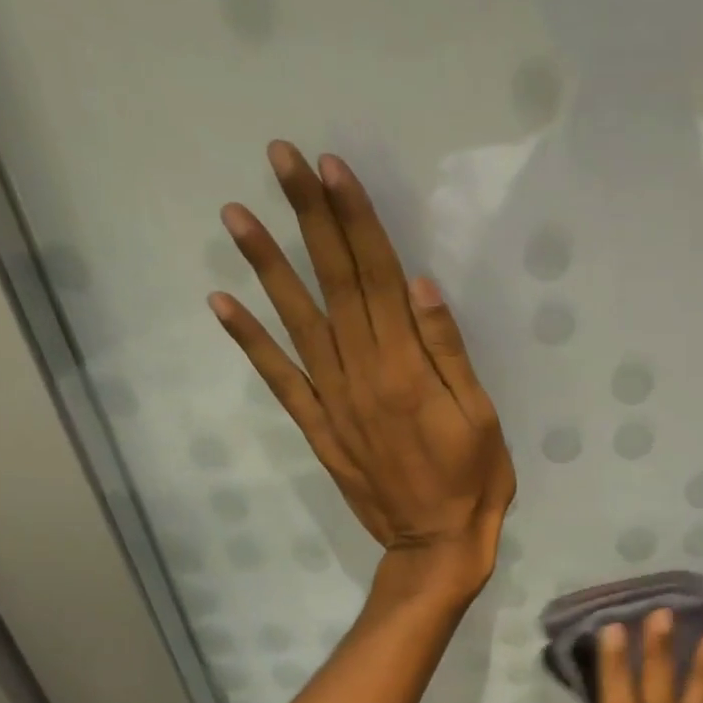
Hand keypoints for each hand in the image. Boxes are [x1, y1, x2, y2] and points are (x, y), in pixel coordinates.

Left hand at [209, 142, 515, 597]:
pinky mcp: (318, 427)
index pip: (377, 278)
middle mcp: (362, 375)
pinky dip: (250, 341)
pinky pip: (279, 379)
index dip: (354, 221)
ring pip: (297, 322)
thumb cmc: (473, 480)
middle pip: (335, 285)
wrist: (434, 543)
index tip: (330, 168)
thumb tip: (419, 285)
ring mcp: (333, 401)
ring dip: (267, 266)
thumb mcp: (480, 417)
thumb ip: (449, 352)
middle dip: (310, 219)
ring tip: (235, 212)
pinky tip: (222, 302)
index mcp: (407, 369)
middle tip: (280, 159)